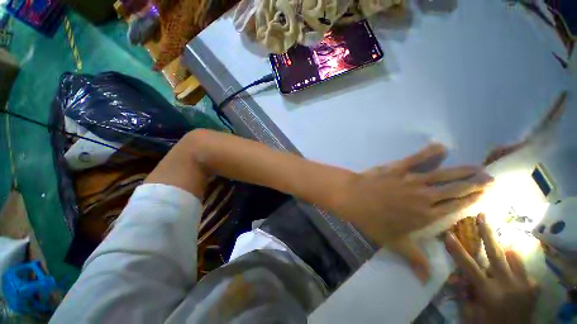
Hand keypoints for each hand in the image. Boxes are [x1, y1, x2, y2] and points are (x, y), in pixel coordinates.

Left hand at [331, 143, 490, 245]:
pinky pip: (416, 159)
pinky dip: (429, 152)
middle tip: (491, 180)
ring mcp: (411, 180)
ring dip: (462, 170)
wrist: (353, 198)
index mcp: (426, 215)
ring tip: (478, 167)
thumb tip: (427, 281)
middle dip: (475, 184)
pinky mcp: (398, 168)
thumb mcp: (394, 243)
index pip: (456, 207)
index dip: (473, 201)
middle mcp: (425, 196)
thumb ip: (414, 259)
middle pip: (455, 189)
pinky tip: (440, 147)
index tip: (486, 196)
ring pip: (443, 174)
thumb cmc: (372, 220)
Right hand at [445, 213, 539, 323]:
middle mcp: (507, 284)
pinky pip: (523, 269)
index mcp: (488, 292)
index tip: (448, 234)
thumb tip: (456, 276)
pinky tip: (512, 275)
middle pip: (496, 253)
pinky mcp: (533, 286)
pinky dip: (515, 267)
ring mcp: (523, 284)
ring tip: (501, 252)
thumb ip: (464, 292)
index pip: (468, 266)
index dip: (457, 249)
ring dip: (504, 253)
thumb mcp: (471, 313)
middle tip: (482, 215)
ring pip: (513, 257)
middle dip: (487, 232)